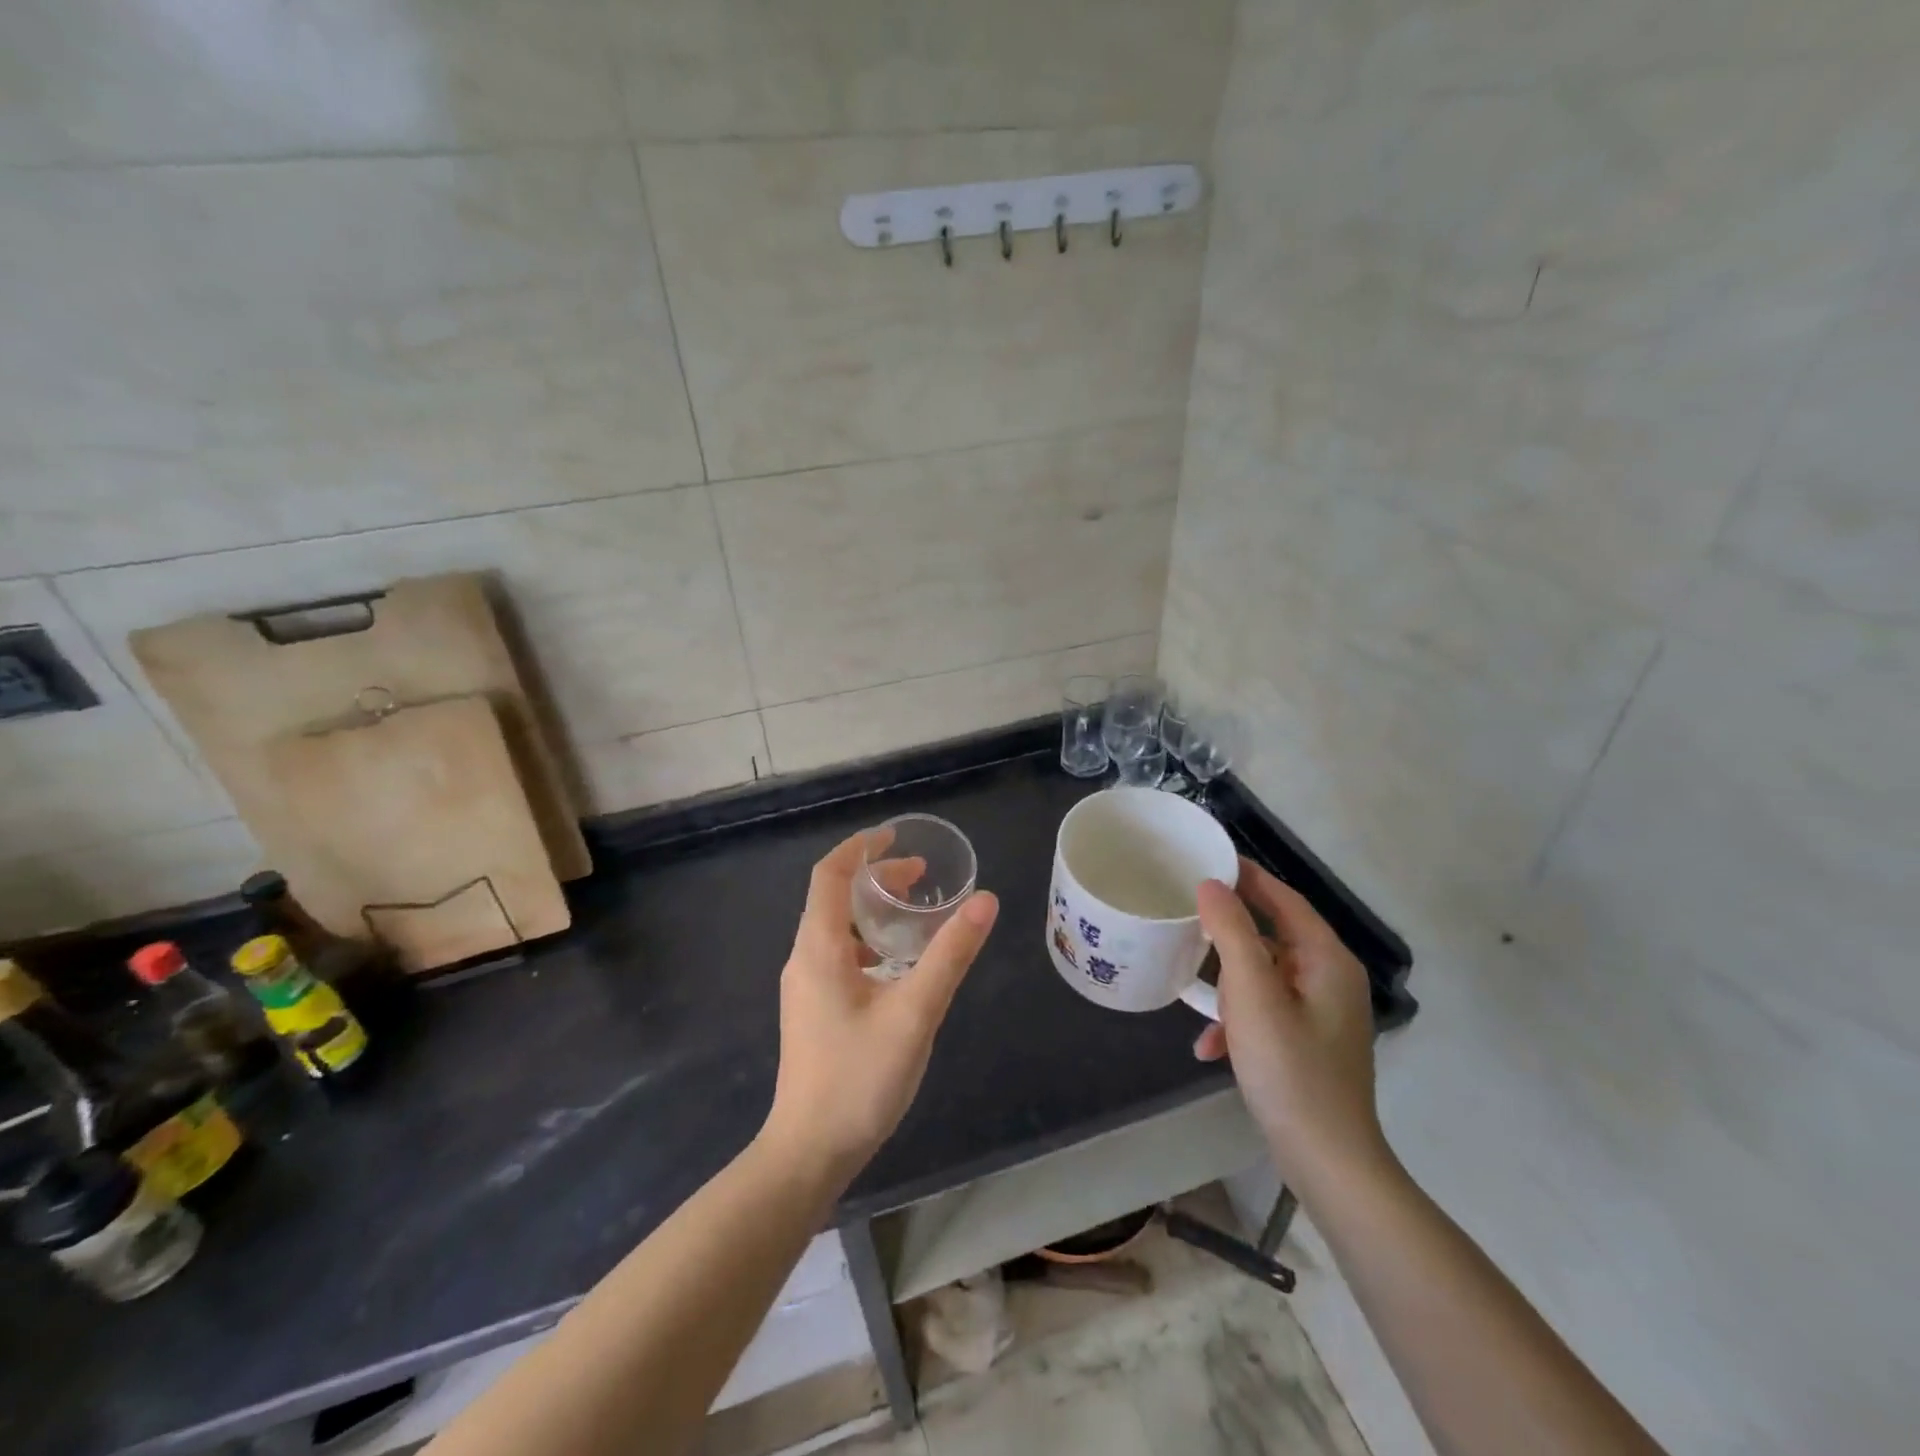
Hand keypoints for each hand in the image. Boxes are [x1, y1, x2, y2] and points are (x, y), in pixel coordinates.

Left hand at [763, 828, 998, 1182]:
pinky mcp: (813, 1010)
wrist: (808, 1153)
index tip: (897, 836)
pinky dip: (869, 940)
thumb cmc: (858, 1079)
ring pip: (836, 928)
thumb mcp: (914, 1012)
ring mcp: (805, 987)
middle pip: (833, 897)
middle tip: (921, 876)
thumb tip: (984, 900)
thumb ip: (950, 954)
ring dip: (873, 909)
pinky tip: (898, 965)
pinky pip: (838, 955)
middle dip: (875, 877)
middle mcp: (804, 958)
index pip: (830, 874)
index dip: (861, 847)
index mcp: (818, 948)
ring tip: (916, 913)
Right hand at [1194, 857, 1388, 1192]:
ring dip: (1229, 983)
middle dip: (1230, 931)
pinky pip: (1267, 1012)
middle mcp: (1331, 979)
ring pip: (1265, 976)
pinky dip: (1239, 1020)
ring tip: (1194, 987)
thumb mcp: (1252, 994)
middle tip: (1186, 914)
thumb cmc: (1289, 1069)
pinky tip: (1209, 1046)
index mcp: (1327, 960)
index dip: (1247, 875)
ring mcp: (1322, 1014)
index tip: (1207, 858)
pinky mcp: (1309, 1043)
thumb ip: (1232, 932)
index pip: (1284, 898)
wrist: (1327, 1161)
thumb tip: (1212, 886)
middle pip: (1274, 935)